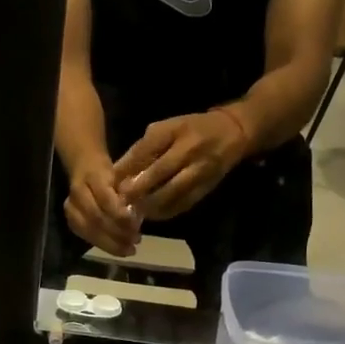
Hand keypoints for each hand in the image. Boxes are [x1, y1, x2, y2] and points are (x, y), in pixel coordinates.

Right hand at [63, 156, 140, 257]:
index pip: (105, 199)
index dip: (119, 215)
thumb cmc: (110, 171)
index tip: (136, 226)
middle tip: (136, 242)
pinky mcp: (70, 219)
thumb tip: (137, 217)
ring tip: (129, 249)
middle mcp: (78, 192)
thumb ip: (128, 194)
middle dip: (117, 233)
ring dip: (111, 244)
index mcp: (93, 176)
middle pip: (95, 218)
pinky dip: (103, 244)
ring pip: (89, 231)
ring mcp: (71, 207)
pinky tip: (118, 248)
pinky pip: (86, 236)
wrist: (85, 165)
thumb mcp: (123, 175)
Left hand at [112, 109, 249, 220]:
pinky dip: (166, 211)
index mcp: (176, 130)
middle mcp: (189, 149)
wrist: (232, 134)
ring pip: (172, 191)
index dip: (128, 167)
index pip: (147, 149)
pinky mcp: (206, 186)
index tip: (112, 181)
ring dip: (150, 204)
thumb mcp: (166, 128)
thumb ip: (143, 148)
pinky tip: (152, 215)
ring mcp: (200, 170)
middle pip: (160, 172)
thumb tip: (118, 171)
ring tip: (133, 212)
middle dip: (138, 188)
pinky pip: (184, 203)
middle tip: (120, 200)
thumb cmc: (191, 129)